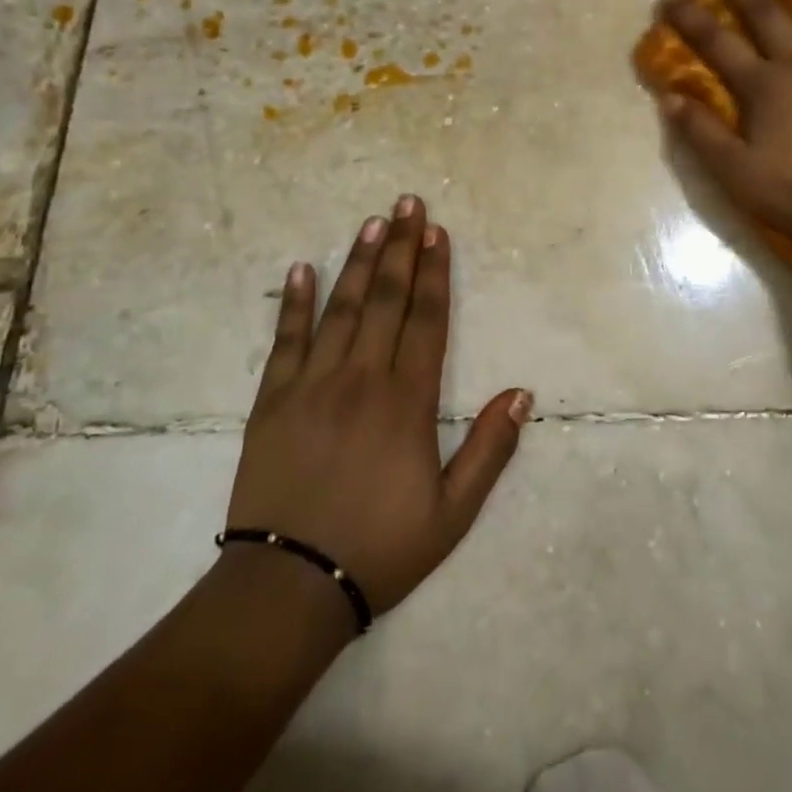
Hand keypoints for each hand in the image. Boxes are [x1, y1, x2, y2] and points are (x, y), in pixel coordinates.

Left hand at [224, 197, 530, 622]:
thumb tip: (521, 393)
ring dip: (357, 261)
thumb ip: (489, 449)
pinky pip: (284, 342)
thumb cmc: (380, 549)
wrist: (288, 589)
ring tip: (372, 222)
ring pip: (340, 309)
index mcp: (406, 402)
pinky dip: (294, 303)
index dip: (435, 273)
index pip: (426, 320)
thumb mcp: (453, 513)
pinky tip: (300, 269)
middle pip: (385, 300)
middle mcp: (361, 379)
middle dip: (400, 248)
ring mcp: (311, 386)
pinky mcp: (270, 402)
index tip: (437, 232)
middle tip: (408, 203)